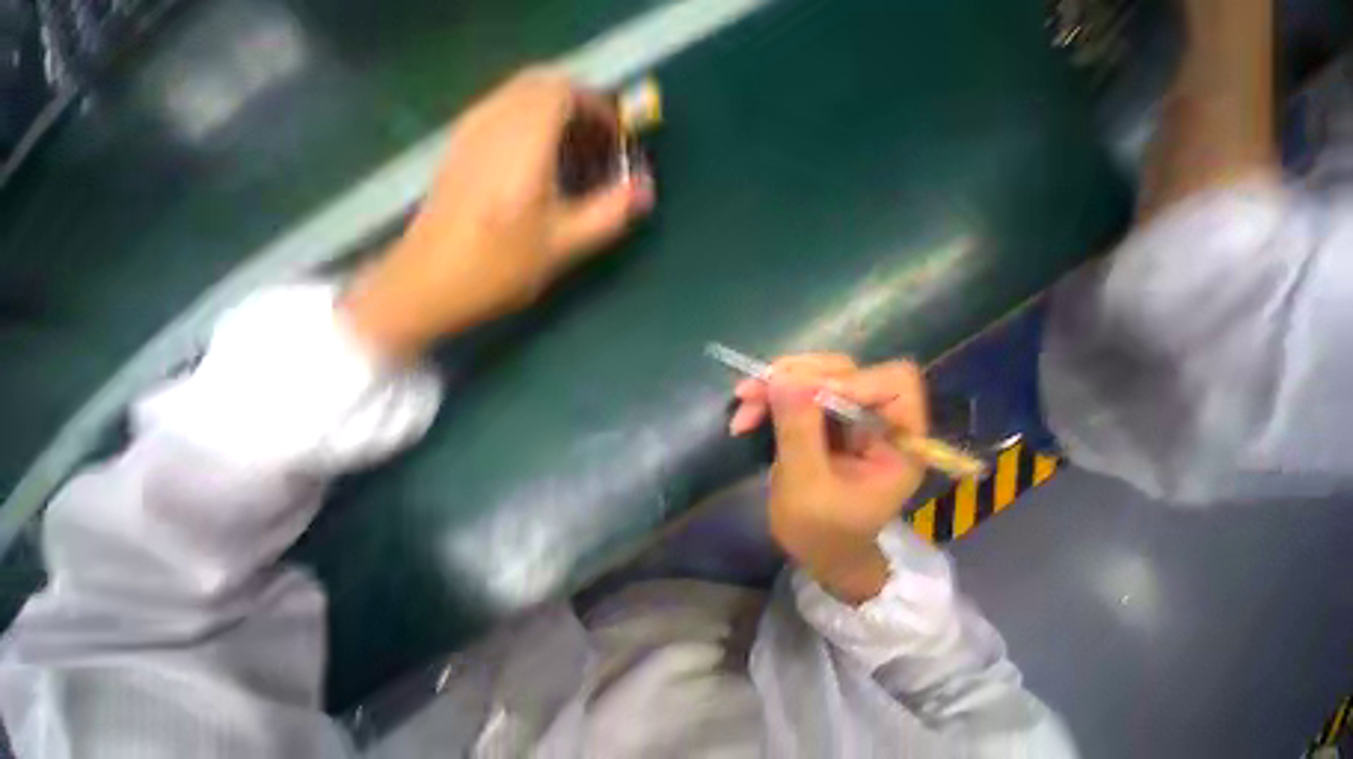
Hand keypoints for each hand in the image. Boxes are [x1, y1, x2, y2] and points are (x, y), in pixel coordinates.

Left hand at [342, 67, 654, 358]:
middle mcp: (491, 123)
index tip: (618, 140)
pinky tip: (541, 166)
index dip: (598, 108)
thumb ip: (609, 212)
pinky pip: (501, 112)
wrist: (429, 282)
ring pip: (519, 97)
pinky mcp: (459, 146)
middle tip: (601, 149)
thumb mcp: (565, 245)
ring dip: (555, 116)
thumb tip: (646, 189)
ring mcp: (469, 131)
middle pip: (541, 85)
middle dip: (579, 109)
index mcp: (522, 143)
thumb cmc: (501, 267)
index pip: (563, 91)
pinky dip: (531, 124)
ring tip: (576, 159)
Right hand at [730, 355, 927, 603]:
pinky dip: (768, 397)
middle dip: (796, 376)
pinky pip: (795, 391)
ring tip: (744, 400)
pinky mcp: (821, 416)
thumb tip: (783, 377)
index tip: (801, 394)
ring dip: (774, 384)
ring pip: (814, 376)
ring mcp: (847, 415)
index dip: (849, 381)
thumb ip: (798, 431)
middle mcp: (876, 419)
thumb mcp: (806, 487)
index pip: (893, 384)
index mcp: (897, 442)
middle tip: (755, 390)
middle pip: (845, 371)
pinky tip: (746, 415)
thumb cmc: (821, 533)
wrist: (815, 550)